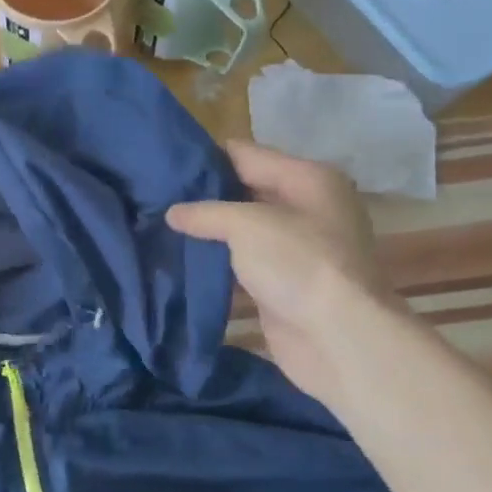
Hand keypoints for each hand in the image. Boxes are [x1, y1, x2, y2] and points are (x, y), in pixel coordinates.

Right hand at [167, 141, 398, 405]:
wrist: (337, 337)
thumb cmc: (298, 264)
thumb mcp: (247, 225)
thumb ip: (206, 213)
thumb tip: (173, 213)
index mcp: (307, 179)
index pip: (246, 154)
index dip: (205, 157)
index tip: (161, 162)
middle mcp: (305, 207)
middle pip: (244, 191)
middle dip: (203, 195)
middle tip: (153, 196)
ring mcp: (295, 248)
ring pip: (241, 230)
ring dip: (207, 232)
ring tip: (158, 225)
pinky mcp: (282, 283)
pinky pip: (242, 263)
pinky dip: (217, 262)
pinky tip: (181, 259)